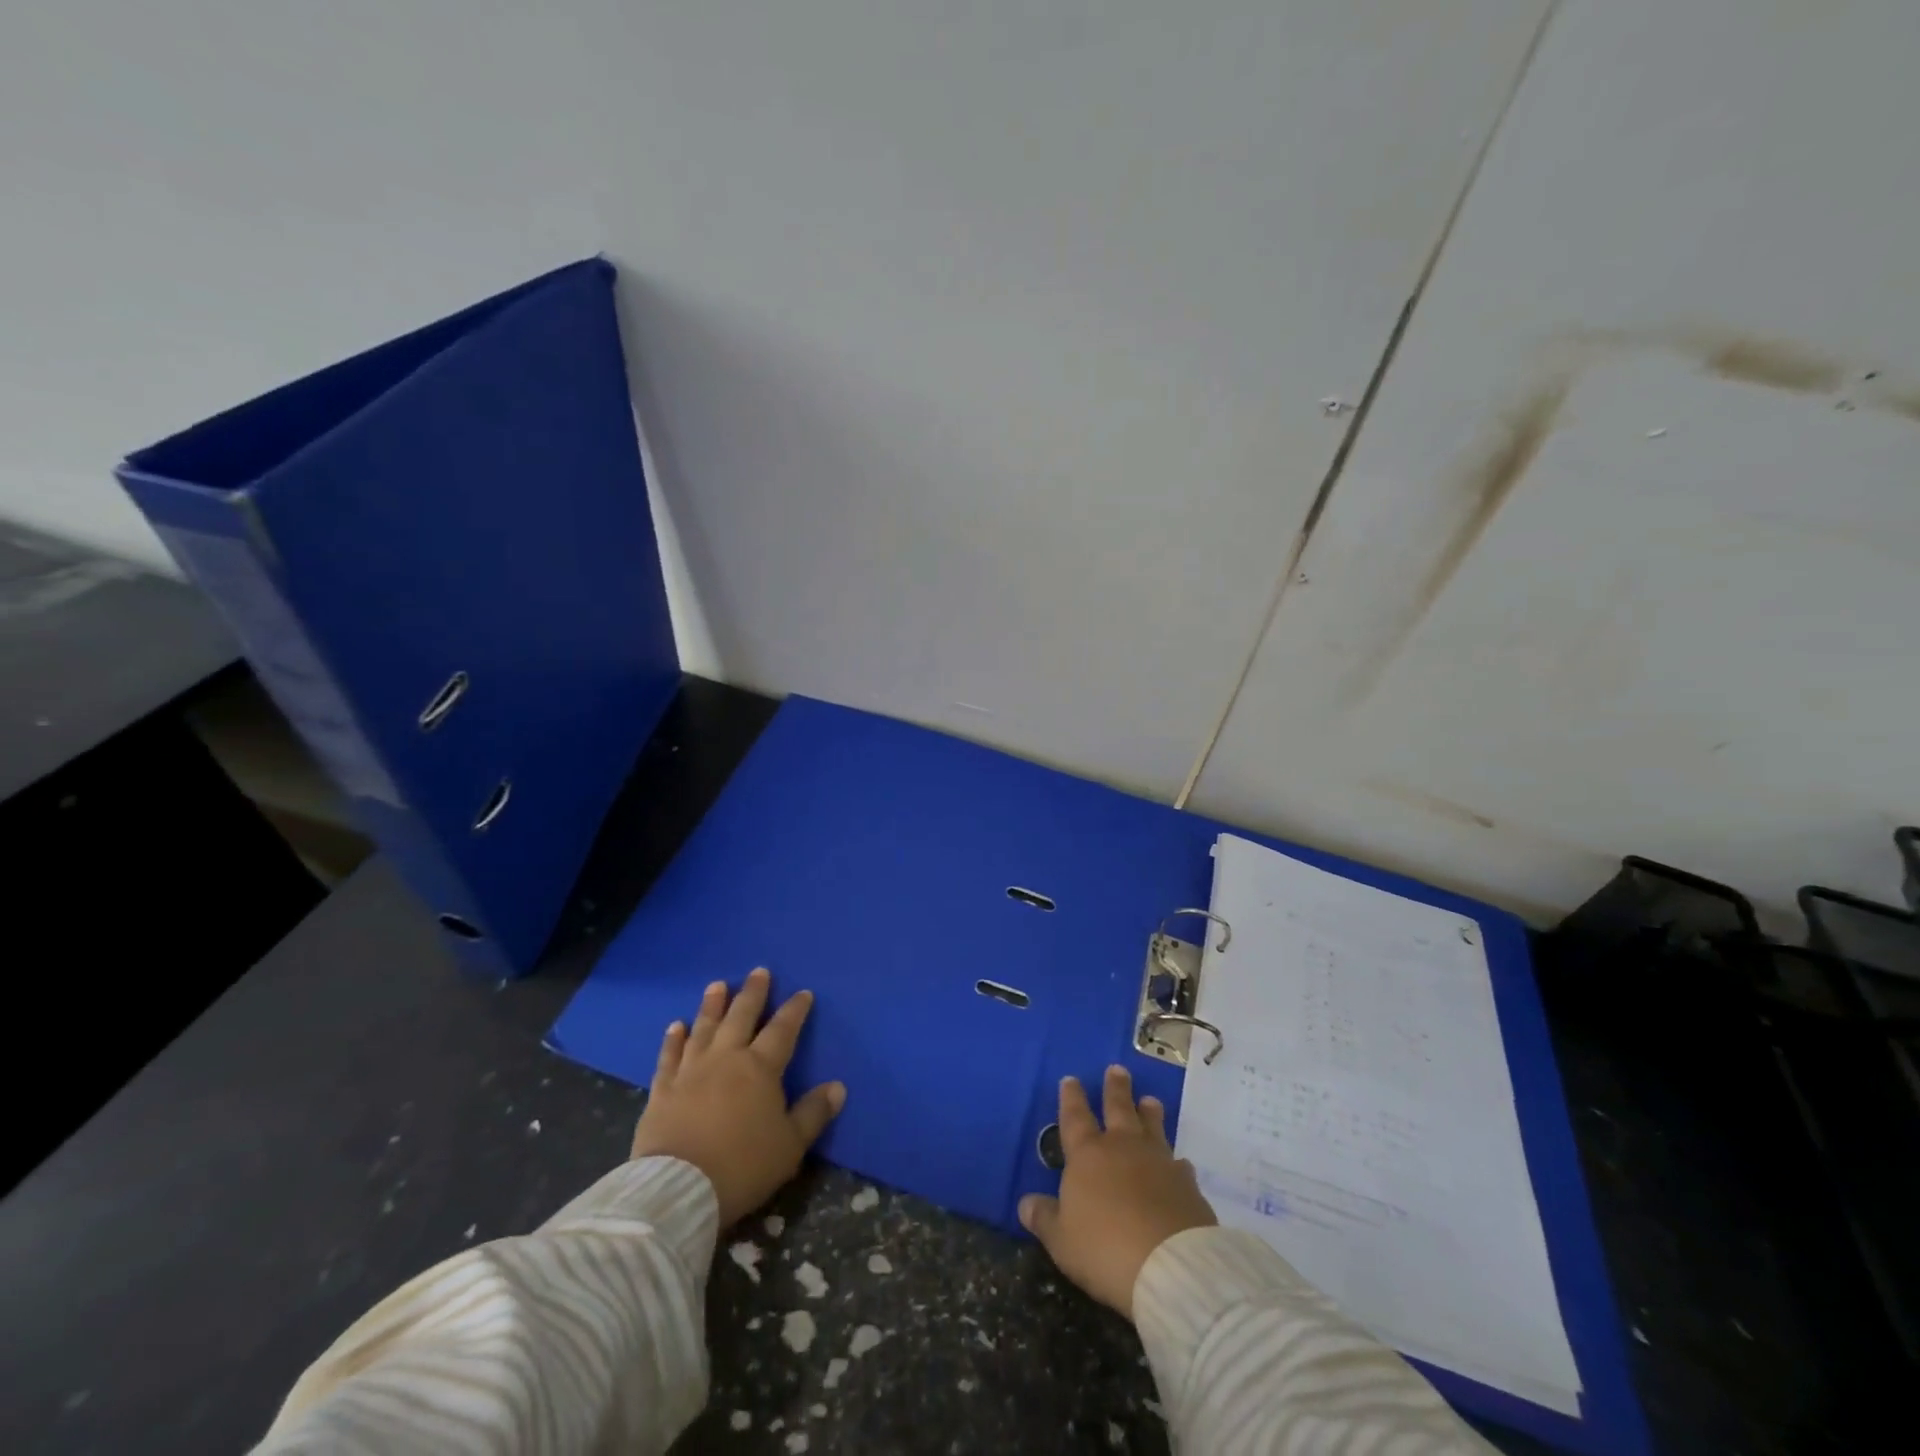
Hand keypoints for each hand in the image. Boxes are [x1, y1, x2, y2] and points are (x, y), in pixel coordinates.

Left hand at [630, 968, 845, 1226]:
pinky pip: (669, 1056)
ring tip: (717, 985)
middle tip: (758, 971)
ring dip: (712, 1005)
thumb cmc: (743, 1165)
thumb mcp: (790, 1145)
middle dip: (752, 993)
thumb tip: (838, 1086)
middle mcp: (726, 1058)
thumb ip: (814, 1113)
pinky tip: (676, 1025)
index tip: (803, 993)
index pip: (782, 1030)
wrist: (679, 1189)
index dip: (794, 1010)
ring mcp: (691, 1071)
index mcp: (760, 1068)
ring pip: (704, 1028)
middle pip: (741, 1017)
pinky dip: (673, 1039)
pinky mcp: (662, 1090)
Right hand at [1019, 1065, 1216, 1317]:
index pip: (1075, 1117)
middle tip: (1118, 1069)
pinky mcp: (1187, 1184)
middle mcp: (1123, 1148)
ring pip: (1153, 1127)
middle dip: (1115, 1088)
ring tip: (1150, 1100)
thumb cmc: (1104, 1249)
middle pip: (1118, 1108)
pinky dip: (1176, 1162)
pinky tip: (1180, 1163)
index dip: (1071, 1098)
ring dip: (1149, 1113)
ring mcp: (1159, 1162)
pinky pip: (1179, 1165)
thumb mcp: (1062, 1240)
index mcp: (1088, 1155)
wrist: (1170, 1266)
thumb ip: (1044, 1218)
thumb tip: (1026, 1203)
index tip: (1070, 1079)